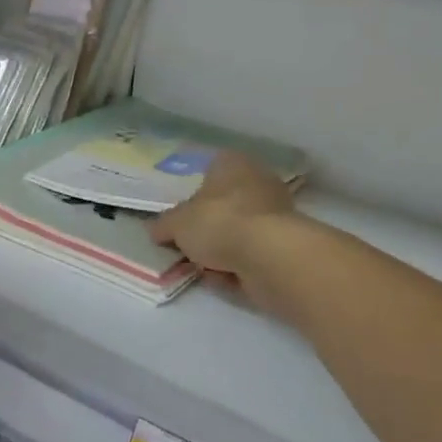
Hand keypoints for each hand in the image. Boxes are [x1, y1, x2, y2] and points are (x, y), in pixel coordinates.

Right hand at [150, 152, 296, 304]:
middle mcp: (258, 181)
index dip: (193, 193)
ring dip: (221, 250)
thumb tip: (155, 230)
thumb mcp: (176, 223)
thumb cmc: (218, 223)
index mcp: (232, 163)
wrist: (268, 257)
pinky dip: (238, 266)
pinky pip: (252, 254)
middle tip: (188, 244)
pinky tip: (225, 278)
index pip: (210, 170)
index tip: (181, 217)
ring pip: (238, 232)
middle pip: (225, 204)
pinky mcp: (285, 245)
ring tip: (204, 266)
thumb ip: (163, 225)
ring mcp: (276, 213)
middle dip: (207, 226)